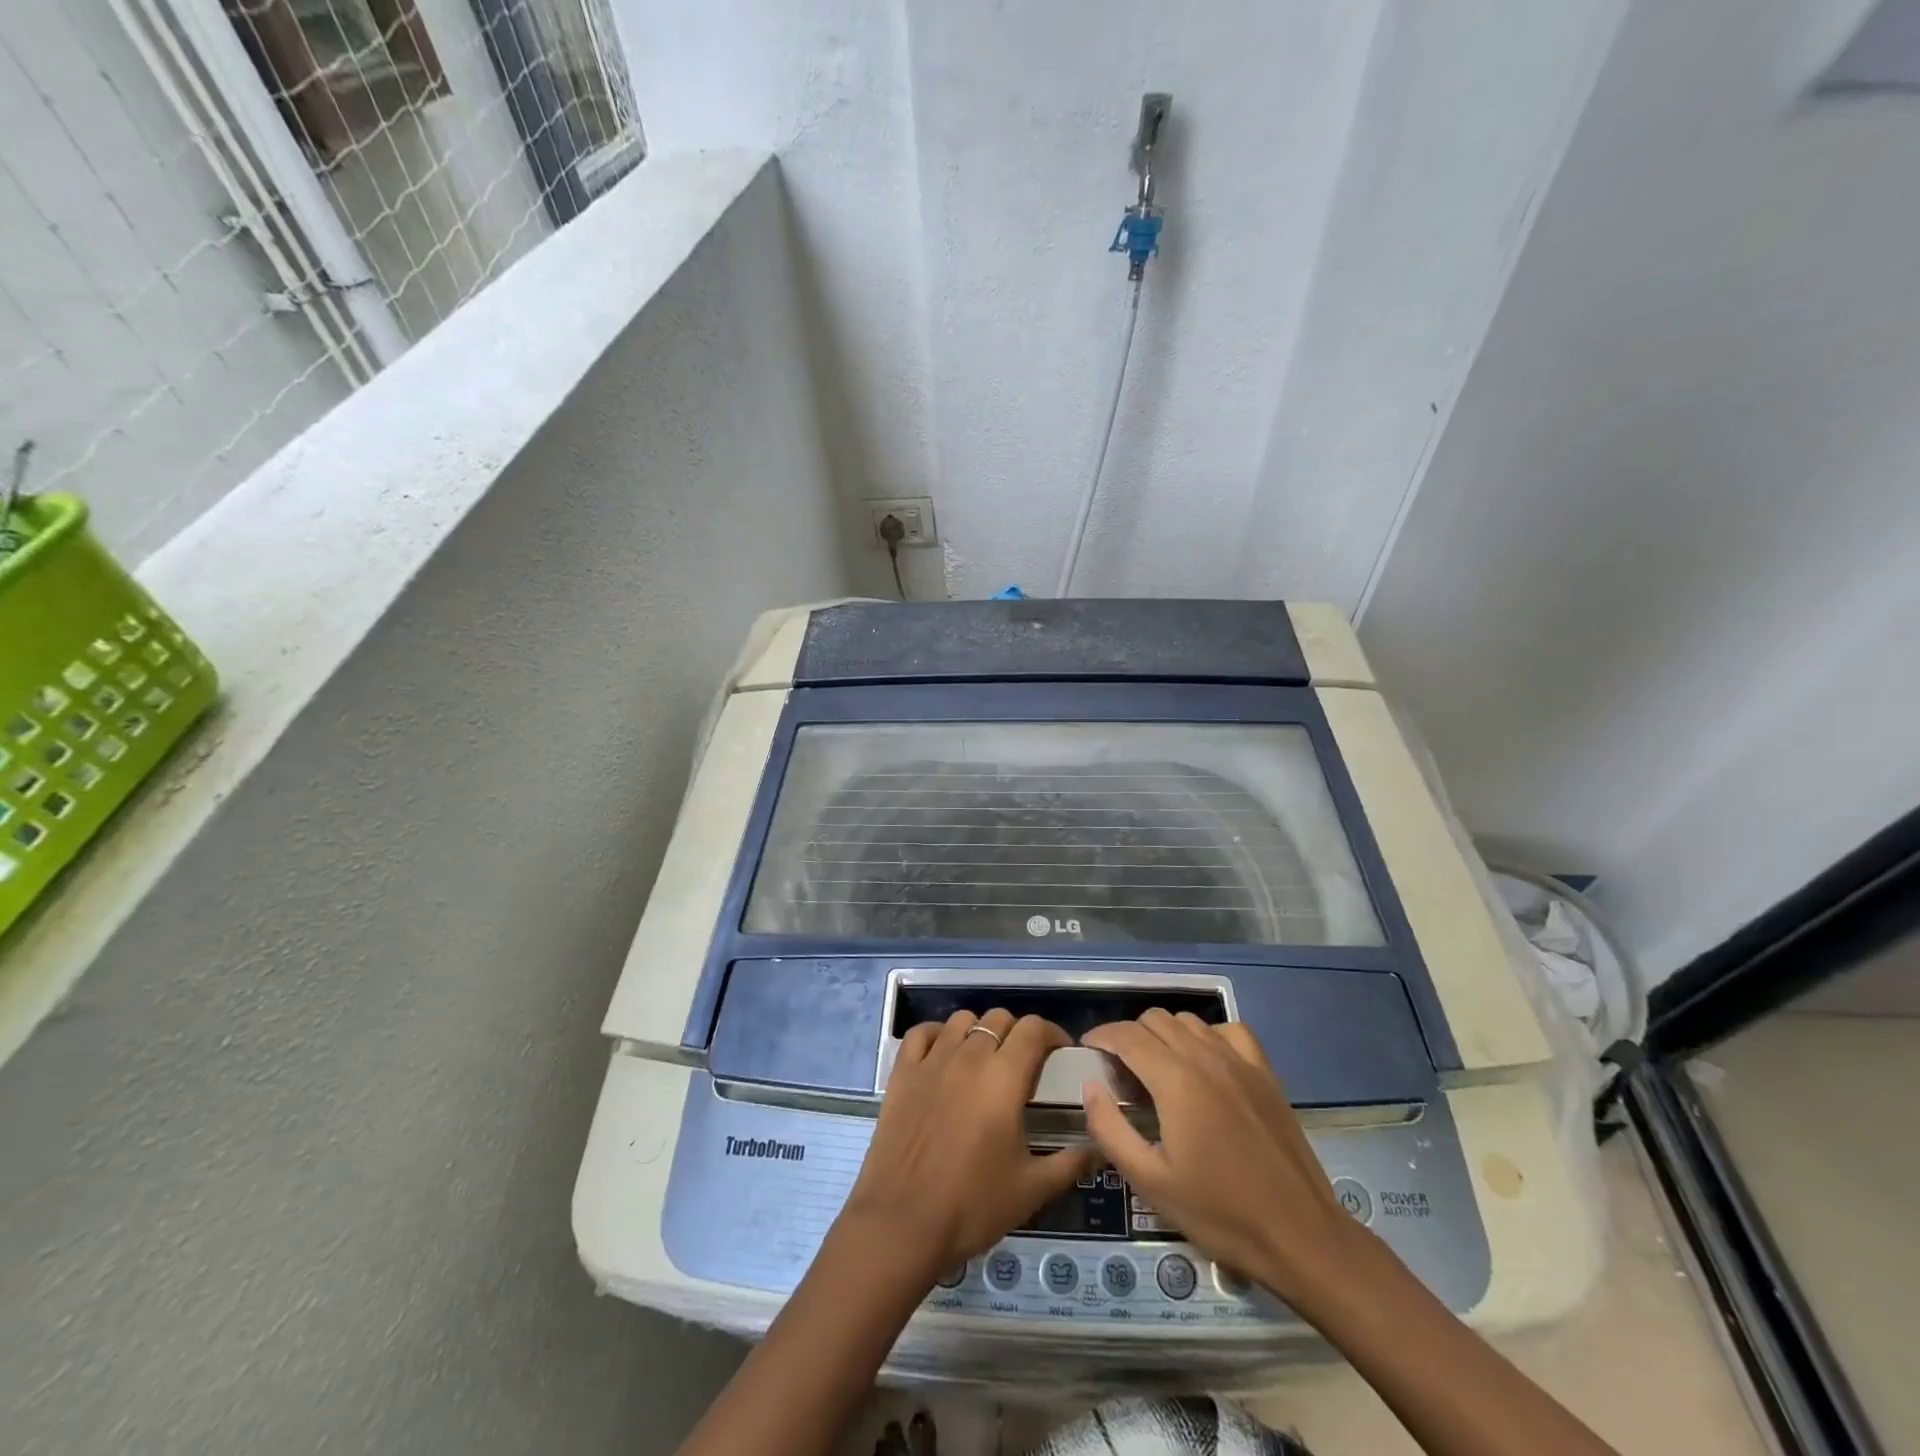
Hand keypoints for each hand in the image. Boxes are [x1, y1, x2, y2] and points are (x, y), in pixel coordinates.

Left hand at [841, 1009, 1095, 1282]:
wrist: (901, 1223)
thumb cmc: (972, 1206)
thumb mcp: (1032, 1190)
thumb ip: (1070, 1163)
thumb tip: (1101, 1149)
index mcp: (1004, 1077)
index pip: (1033, 1029)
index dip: (1051, 1033)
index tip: (1060, 1053)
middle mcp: (969, 1056)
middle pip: (999, 1019)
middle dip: (1017, 1033)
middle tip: (1023, 1063)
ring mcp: (932, 1060)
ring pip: (961, 1020)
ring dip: (979, 1031)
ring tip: (984, 1058)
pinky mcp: (902, 1072)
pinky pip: (921, 1033)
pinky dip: (936, 1034)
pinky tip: (943, 1054)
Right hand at [1081, 1011, 1365, 1312]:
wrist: (1300, 1236)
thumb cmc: (1220, 1213)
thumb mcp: (1150, 1182)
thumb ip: (1111, 1129)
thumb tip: (1091, 1088)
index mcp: (1175, 1080)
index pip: (1127, 1035)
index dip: (1101, 1036)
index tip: (1087, 1050)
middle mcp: (1206, 1056)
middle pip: (1155, 1020)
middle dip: (1129, 1035)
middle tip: (1119, 1071)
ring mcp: (1240, 1061)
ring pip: (1189, 1021)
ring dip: (1164, 1034)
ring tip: (1157, 1068)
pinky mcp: (1265, 1072)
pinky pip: (1228, 1031)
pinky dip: (1206, 1036)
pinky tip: (1204, 1063)